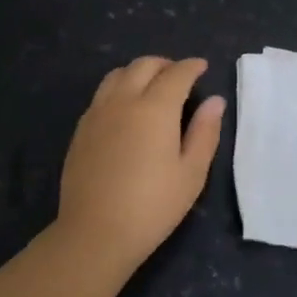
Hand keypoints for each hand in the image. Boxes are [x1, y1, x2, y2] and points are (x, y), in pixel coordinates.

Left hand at [55, 56, 224, 274]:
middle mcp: (123, 100)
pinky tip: (125, 110)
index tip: (202, 67)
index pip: (177, 74)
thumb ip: (205, 132)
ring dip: (138, 72)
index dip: (192, 67)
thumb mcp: (191, 173)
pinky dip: (119, 89)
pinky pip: (101, 94)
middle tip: (180, 76)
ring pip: (117, 74)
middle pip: (144, 65)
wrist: (95, 233)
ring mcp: (97, 113)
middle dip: (165, 64)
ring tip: (151, 87)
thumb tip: (215, 101)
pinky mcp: (81, 129)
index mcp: (155, 108)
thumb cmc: (152, 206)